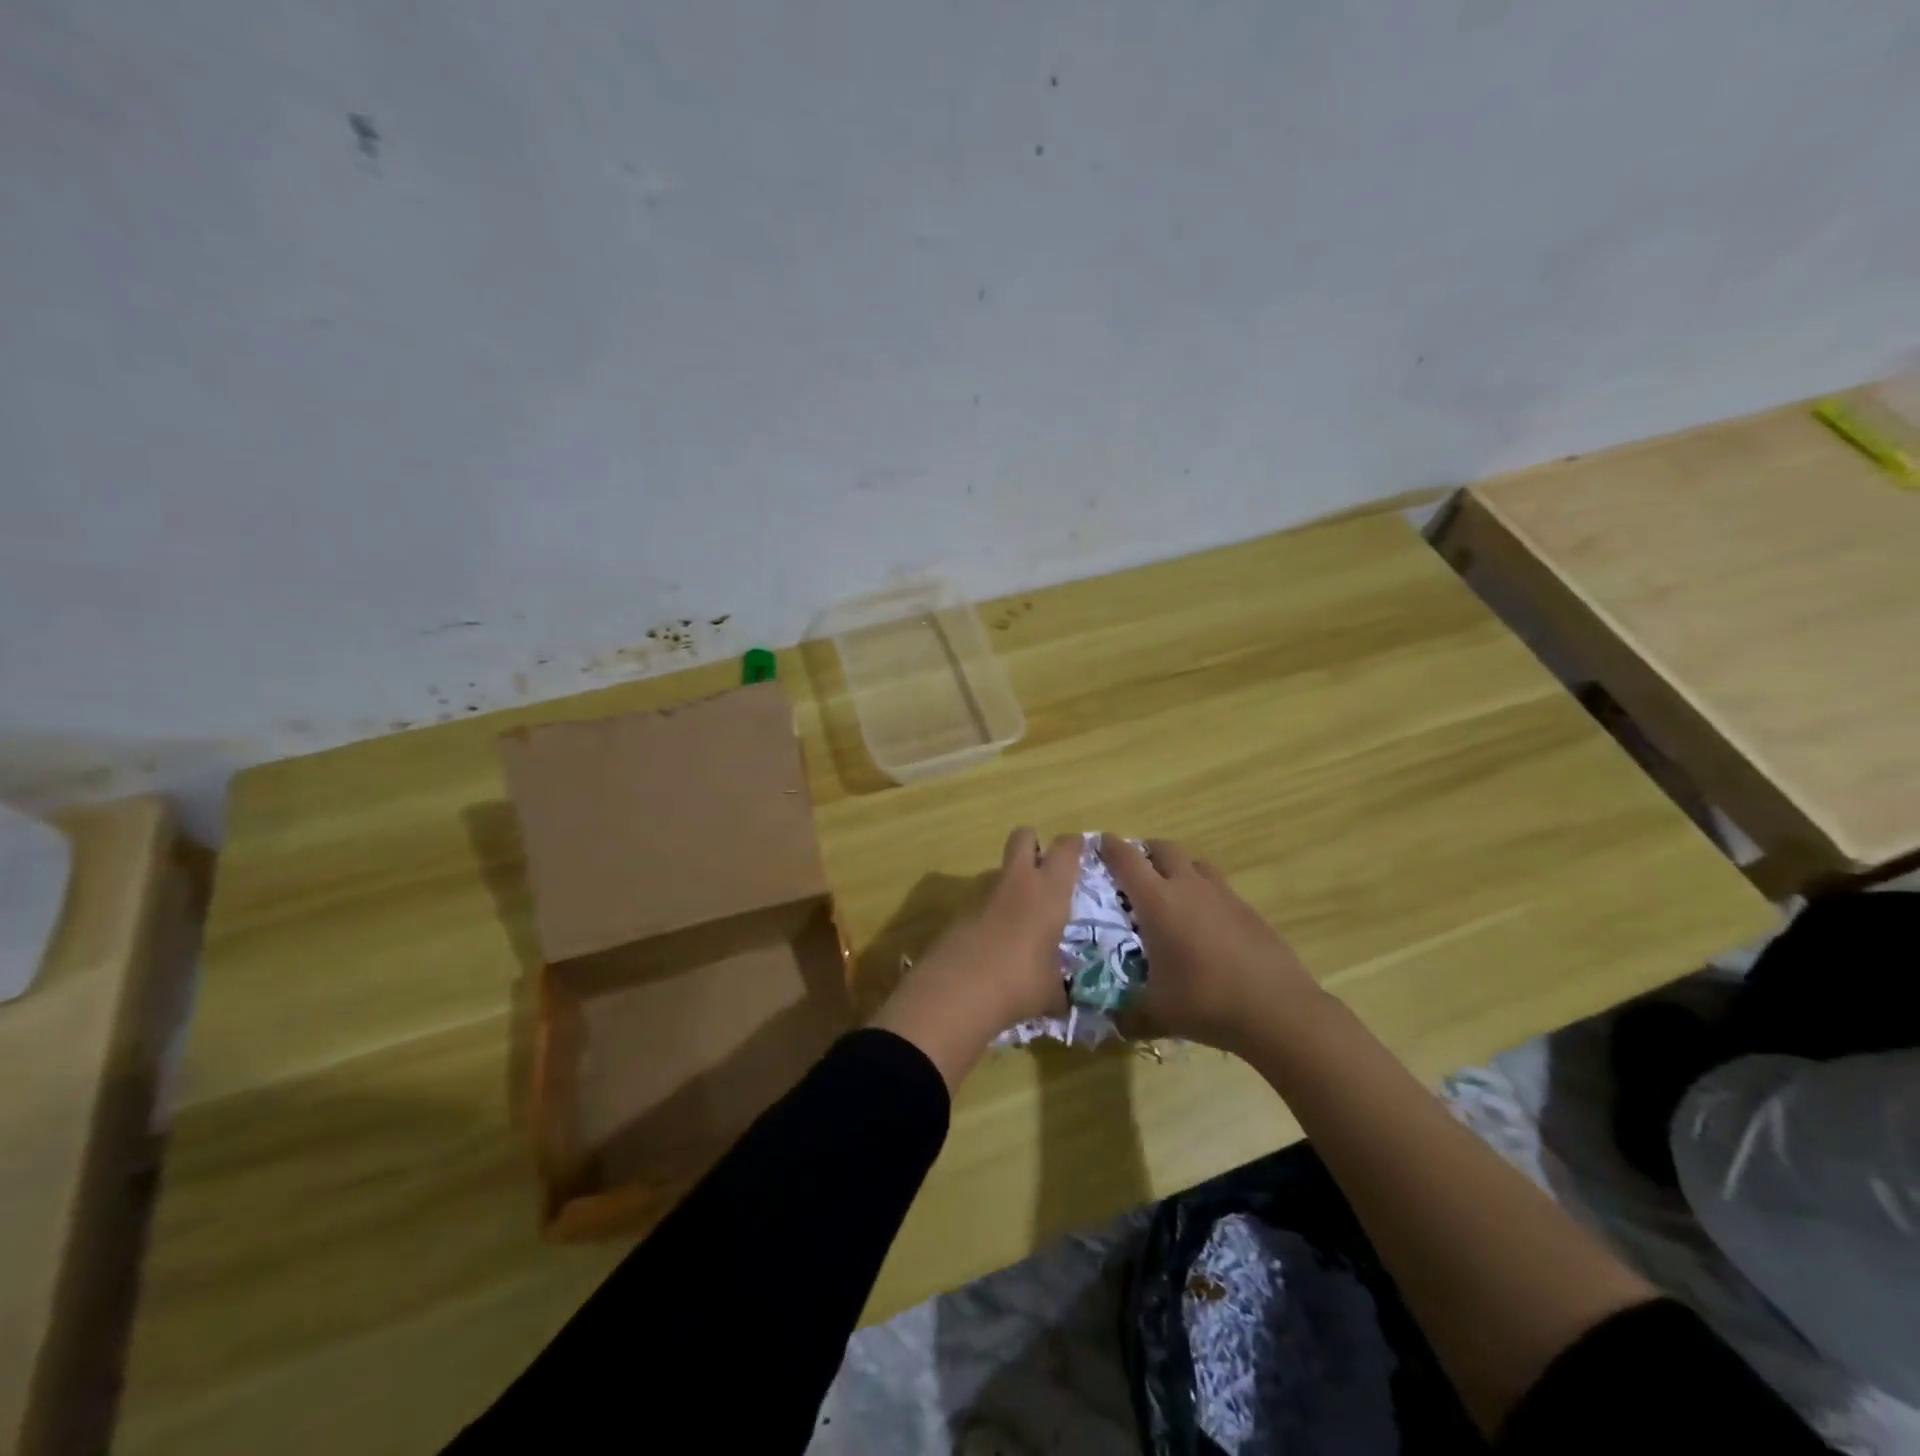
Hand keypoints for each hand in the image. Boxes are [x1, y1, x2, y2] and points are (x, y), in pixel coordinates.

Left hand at [871, 829, 1080, 1088]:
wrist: (956, 991)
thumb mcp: (1051, 991)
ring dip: (1010, 883)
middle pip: (1023, 837)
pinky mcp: (958, 911)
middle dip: (1033, 844)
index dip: (1074, 846)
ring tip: (1020, 918)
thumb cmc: (1019, 983)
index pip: (1066, 849)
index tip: (1080, 852)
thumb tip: (1060, 999)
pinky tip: (994, 943)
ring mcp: (982, 893)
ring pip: (999, 870)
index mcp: (1049, 891)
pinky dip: (990, 913)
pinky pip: (981, 901)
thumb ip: (1059, 987)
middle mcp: (1017, 882)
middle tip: (1043, 869)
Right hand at [1099, 835, 1323, 1056]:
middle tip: (1133, 872)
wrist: (1277, 1009)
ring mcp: (1222, 894)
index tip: (1097, 845)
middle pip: (1162, 848)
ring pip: (1194, 862)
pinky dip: (1203, 893)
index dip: (1108, 846)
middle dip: (1144, 852)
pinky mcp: (1247, 909)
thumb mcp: (1156, 1014)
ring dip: (1177, 868)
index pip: (1125, 858)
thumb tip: (1111, 1023)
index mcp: (1157, 901)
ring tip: (1169, 894)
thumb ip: (1127, 1016)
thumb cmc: (1206, 1002)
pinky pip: (1217, 887)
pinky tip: (1204, 925)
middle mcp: (1188, 886)